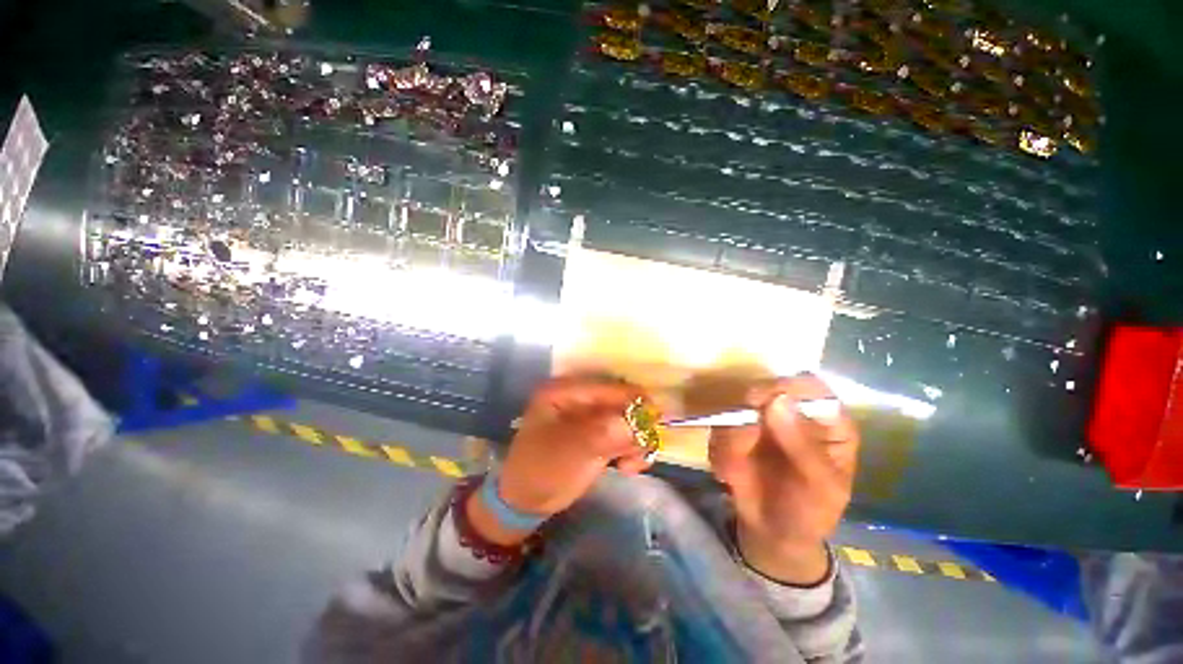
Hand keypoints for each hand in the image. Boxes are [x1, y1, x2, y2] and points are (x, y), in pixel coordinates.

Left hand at [468, 377, 653, 545]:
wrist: (525, 501)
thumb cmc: (540, 471)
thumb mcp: (569, 451)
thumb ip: (603, 434)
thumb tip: (637, 424)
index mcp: (565, 391)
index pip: (607, 387)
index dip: (633, 399)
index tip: (655, 418)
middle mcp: (579, 398)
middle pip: (621, 402)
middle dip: (635, 425)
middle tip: (639, 450)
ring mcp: (588, 417)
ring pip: (626, 420)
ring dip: (635, 440)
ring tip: (629, 465)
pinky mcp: (596, 434)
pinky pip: (623, 435)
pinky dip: (631, 449)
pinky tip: (628, 467)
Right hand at [708, 374, 858, 584]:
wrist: (773, 533)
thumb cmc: (811, 510)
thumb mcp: (821, 486)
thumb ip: (803, 445)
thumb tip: (778, 400)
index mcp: (825, 419)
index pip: (810, 386)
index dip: (790, 385)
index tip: (768, 398)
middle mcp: (790, 411)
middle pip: (768, 387)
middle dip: (750, 409)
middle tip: (743, 437)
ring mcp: (758, 419)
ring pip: (736, 407)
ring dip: (731, 438)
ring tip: (734, 471)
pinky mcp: (732, 429)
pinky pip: (719, 428)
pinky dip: (720, 450)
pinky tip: (728, 476)